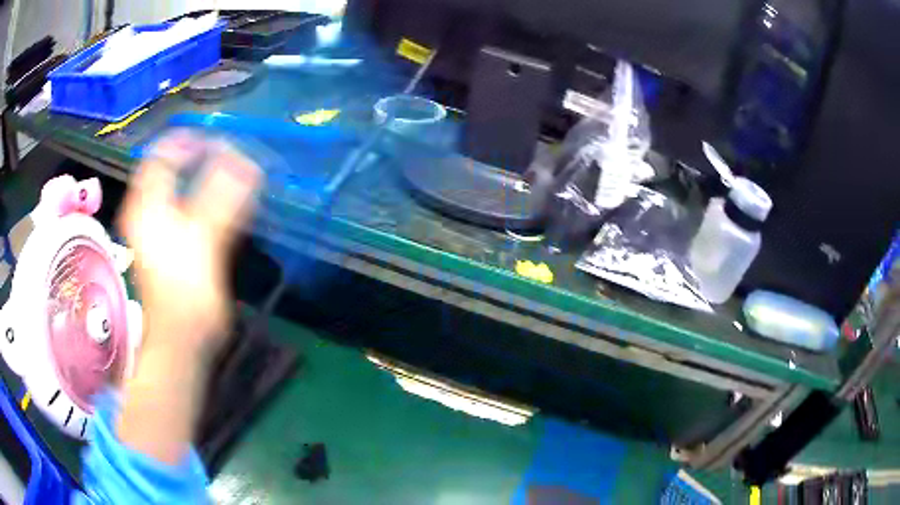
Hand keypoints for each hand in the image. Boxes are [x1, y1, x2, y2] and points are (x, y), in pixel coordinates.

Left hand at [119, 131, 260, 358]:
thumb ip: (223, 197)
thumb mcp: (204, 239)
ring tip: (231, 177)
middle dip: (199, 157)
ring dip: (203, 176)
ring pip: (177, 186)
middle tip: (230, 157)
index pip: (161, 153)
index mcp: (147, 204)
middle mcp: (147, 210)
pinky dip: (203, 198)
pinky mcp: (168, 244)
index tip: (219, 142)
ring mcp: (156, 228)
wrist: (181, 338)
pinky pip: (183, 206)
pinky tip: (222, 205)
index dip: (188, 141)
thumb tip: (247, 161)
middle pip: (170, 167)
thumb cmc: (186, 291)